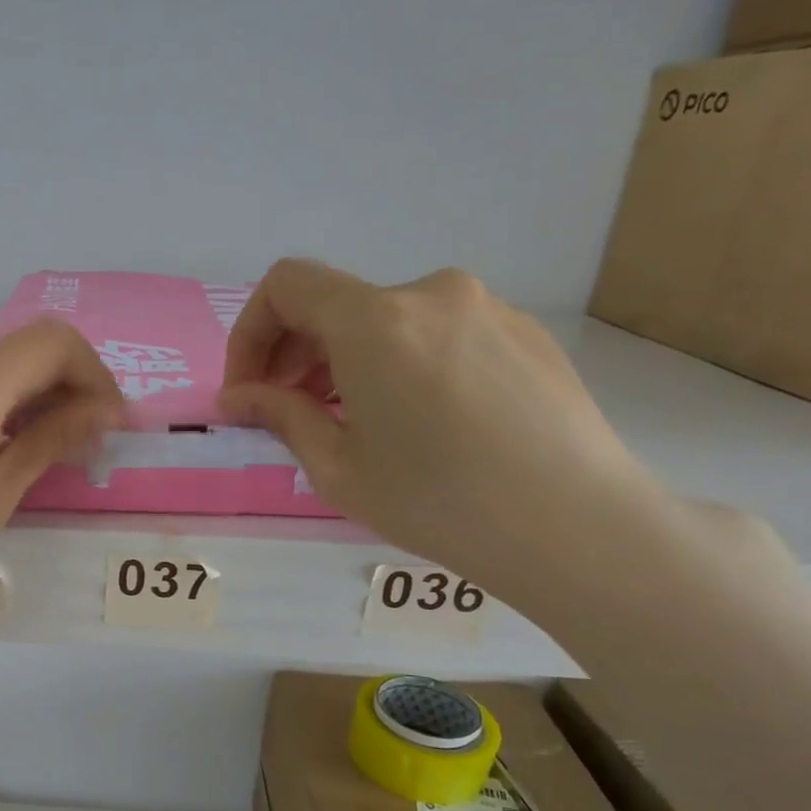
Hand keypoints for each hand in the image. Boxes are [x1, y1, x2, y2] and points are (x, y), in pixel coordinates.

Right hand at [220, 259, 666, 607]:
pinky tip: (417, 422)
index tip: (249, 390)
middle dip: (295, 354)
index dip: (250, 333)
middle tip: (289, 413)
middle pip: (335, 302)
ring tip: (352, 422)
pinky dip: (401, 363)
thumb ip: (280, 416)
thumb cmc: (436, 501)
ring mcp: (485, 308)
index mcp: (375, 321)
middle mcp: (430, 294)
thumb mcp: (336, 467)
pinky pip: (436, 333)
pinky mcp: (523, 332)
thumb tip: (236, 397)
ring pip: (386, 321)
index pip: (286, 285)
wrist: (574, 525)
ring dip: (347, 361)